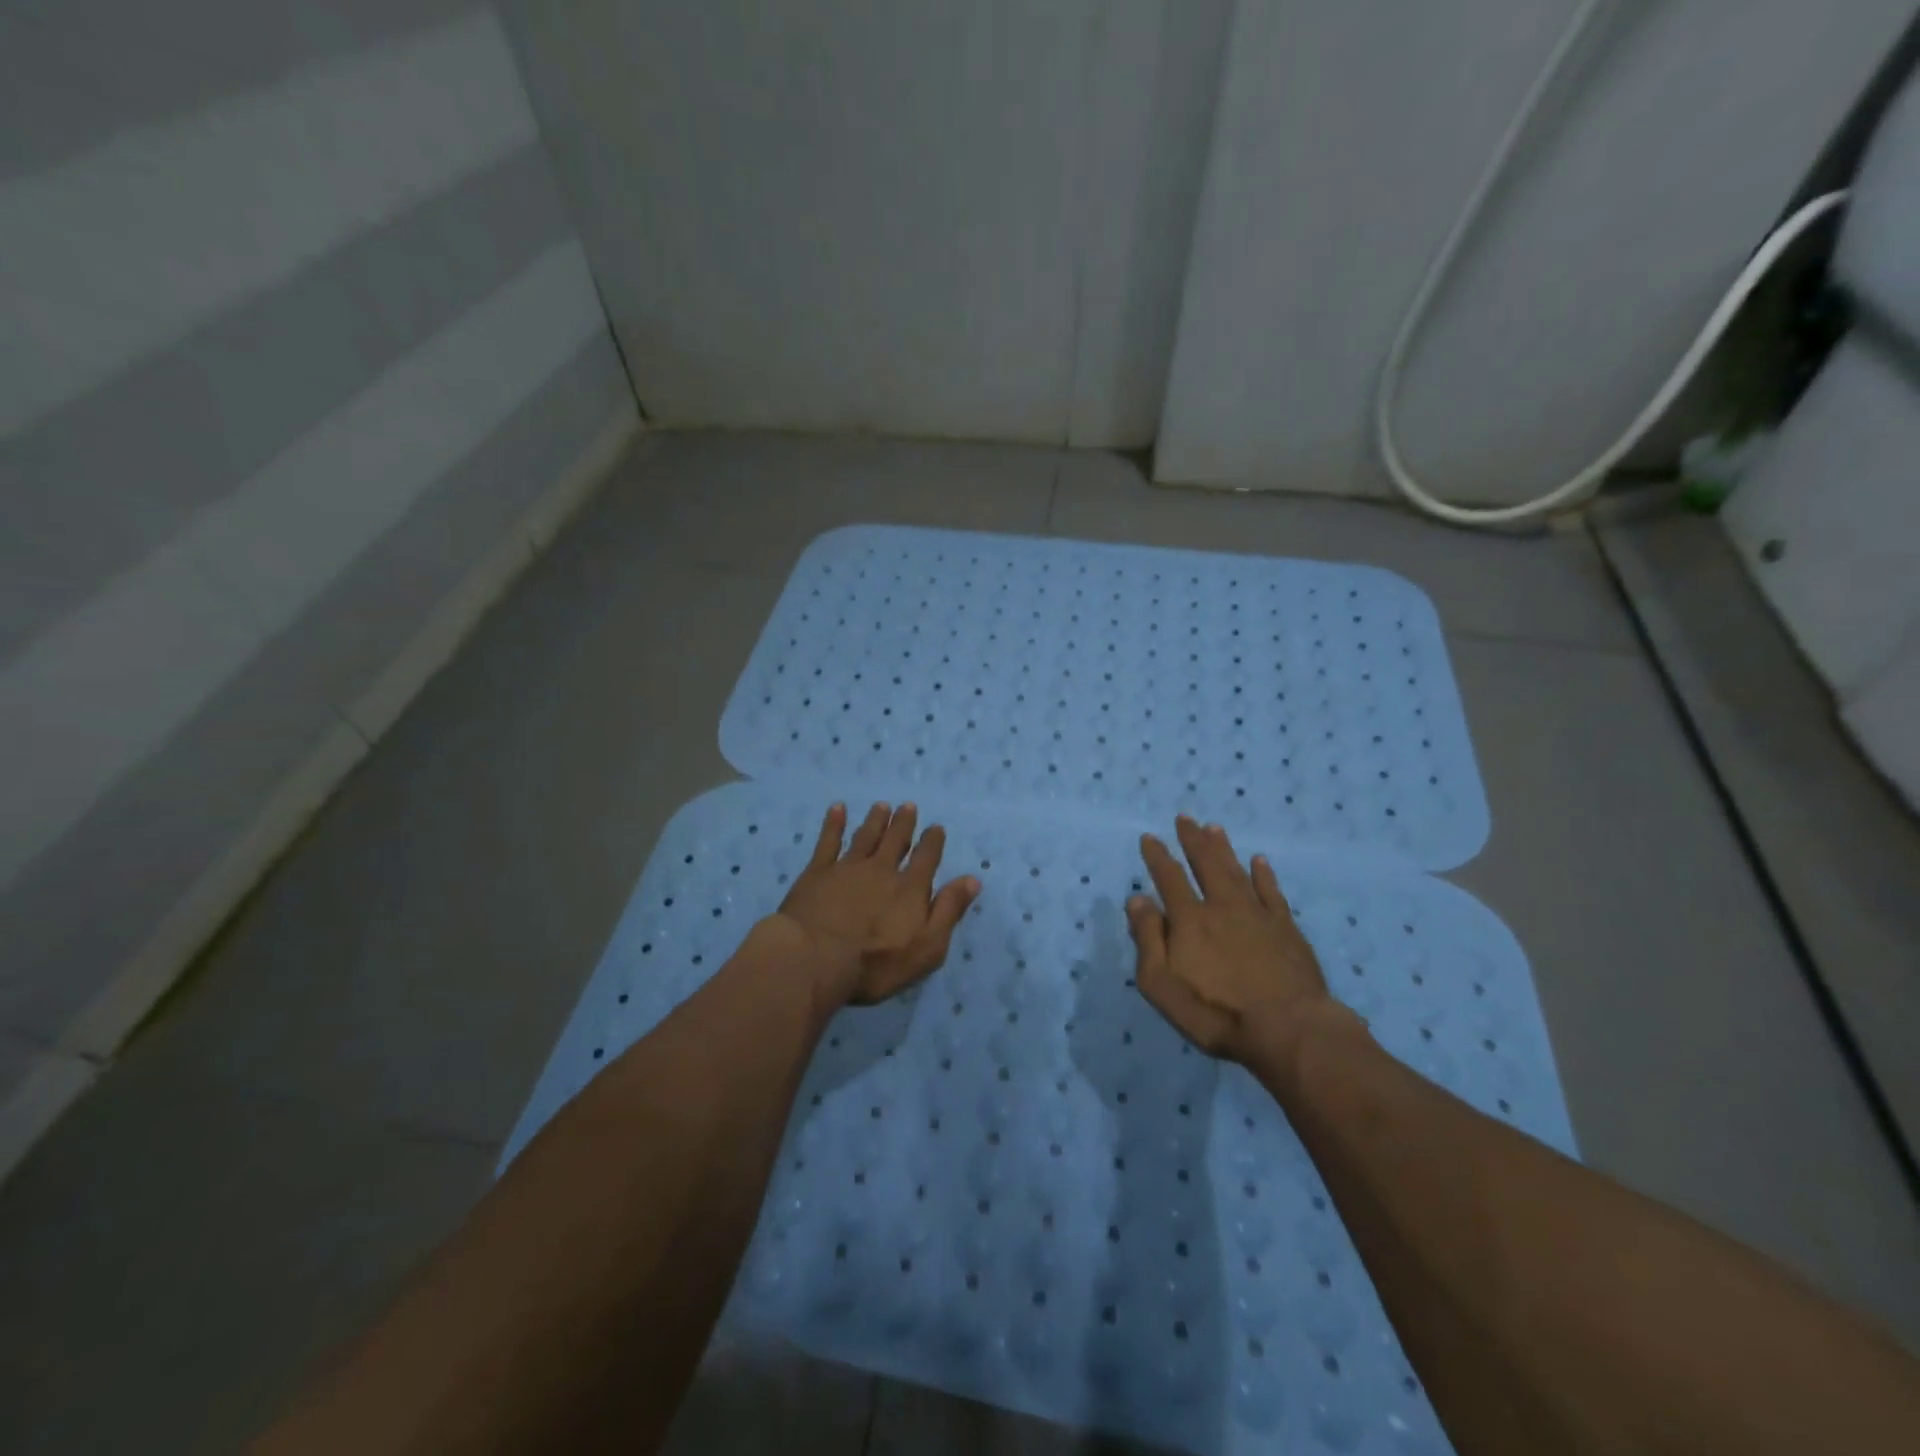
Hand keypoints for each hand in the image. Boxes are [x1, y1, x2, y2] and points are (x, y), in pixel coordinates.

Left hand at [771, 802, 980, 1012]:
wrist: (816, 958)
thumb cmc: (876, 962)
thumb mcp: (927, 947)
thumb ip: (949, 911)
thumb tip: (972, 879)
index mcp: (910, 888)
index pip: (926, 858)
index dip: (932, 842)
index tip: (935, 827)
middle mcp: (881, 870)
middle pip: (895, 840)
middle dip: (903, 823)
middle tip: (908, 806)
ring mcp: (847, 868)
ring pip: (865, 836)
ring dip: (875, 820)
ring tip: (882, 805)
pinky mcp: (817, 872)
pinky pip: (828, 841)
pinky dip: (833, 824)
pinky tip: (837, 808)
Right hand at [1127, 815, 1349, 1069]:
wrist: (1288, 1030)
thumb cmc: (1215, 1012)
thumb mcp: (1161, 984)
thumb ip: (1147, 939)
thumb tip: (1138, 899)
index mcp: (1189, 920)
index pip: (1169, 878)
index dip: (1157, 856)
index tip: (1150, 837)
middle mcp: (1222, 906)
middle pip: (1205, 864)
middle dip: (1192, 840)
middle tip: (1185, 818)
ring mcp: (1258, 915)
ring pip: (1236, 871)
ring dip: (1223, 849)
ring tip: (1214, 828)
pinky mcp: (1286, 929)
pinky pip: (1272, 892)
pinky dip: (1264, 875)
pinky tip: (1260, 861)